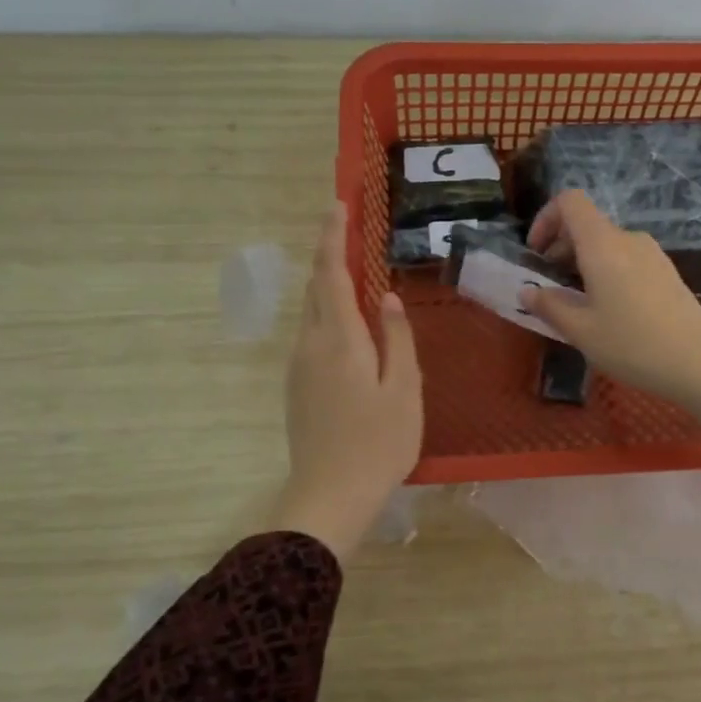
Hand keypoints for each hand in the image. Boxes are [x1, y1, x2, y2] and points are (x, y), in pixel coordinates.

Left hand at [269, 204, 422, 557]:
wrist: (329, 496)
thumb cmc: (379, 443)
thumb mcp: (404, 390)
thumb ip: (396, 339)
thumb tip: (387, 298)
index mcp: (340, 340)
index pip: (332, 274)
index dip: (333, 237)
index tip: (336, 205)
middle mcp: (311, 345)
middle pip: (316, 289)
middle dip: (328, 256)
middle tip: (346, 231)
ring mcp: (299, 367)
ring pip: (312, 313)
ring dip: (328, 288)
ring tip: (352, 274)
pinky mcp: (297, 387)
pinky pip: (311, 337)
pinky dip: (327, 316)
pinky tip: (348, 328)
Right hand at [518, 190, 700, 454]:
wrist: (700, 362)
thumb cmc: (632, 344)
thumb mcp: (581, 331)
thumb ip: (549, 306)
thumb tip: (527, 291)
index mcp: (603, 245)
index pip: (570, 202)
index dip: (546, 218)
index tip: (536, 254)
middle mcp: (628, 239)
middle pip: (587, 224)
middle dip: (560, 248)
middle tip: (549, 287)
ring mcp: (652, 254)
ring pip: (606, 244)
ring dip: (582, 263)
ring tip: (576, 303)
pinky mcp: (666, 271)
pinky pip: (625, 259)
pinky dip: (605, 272)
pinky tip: (607, 310)